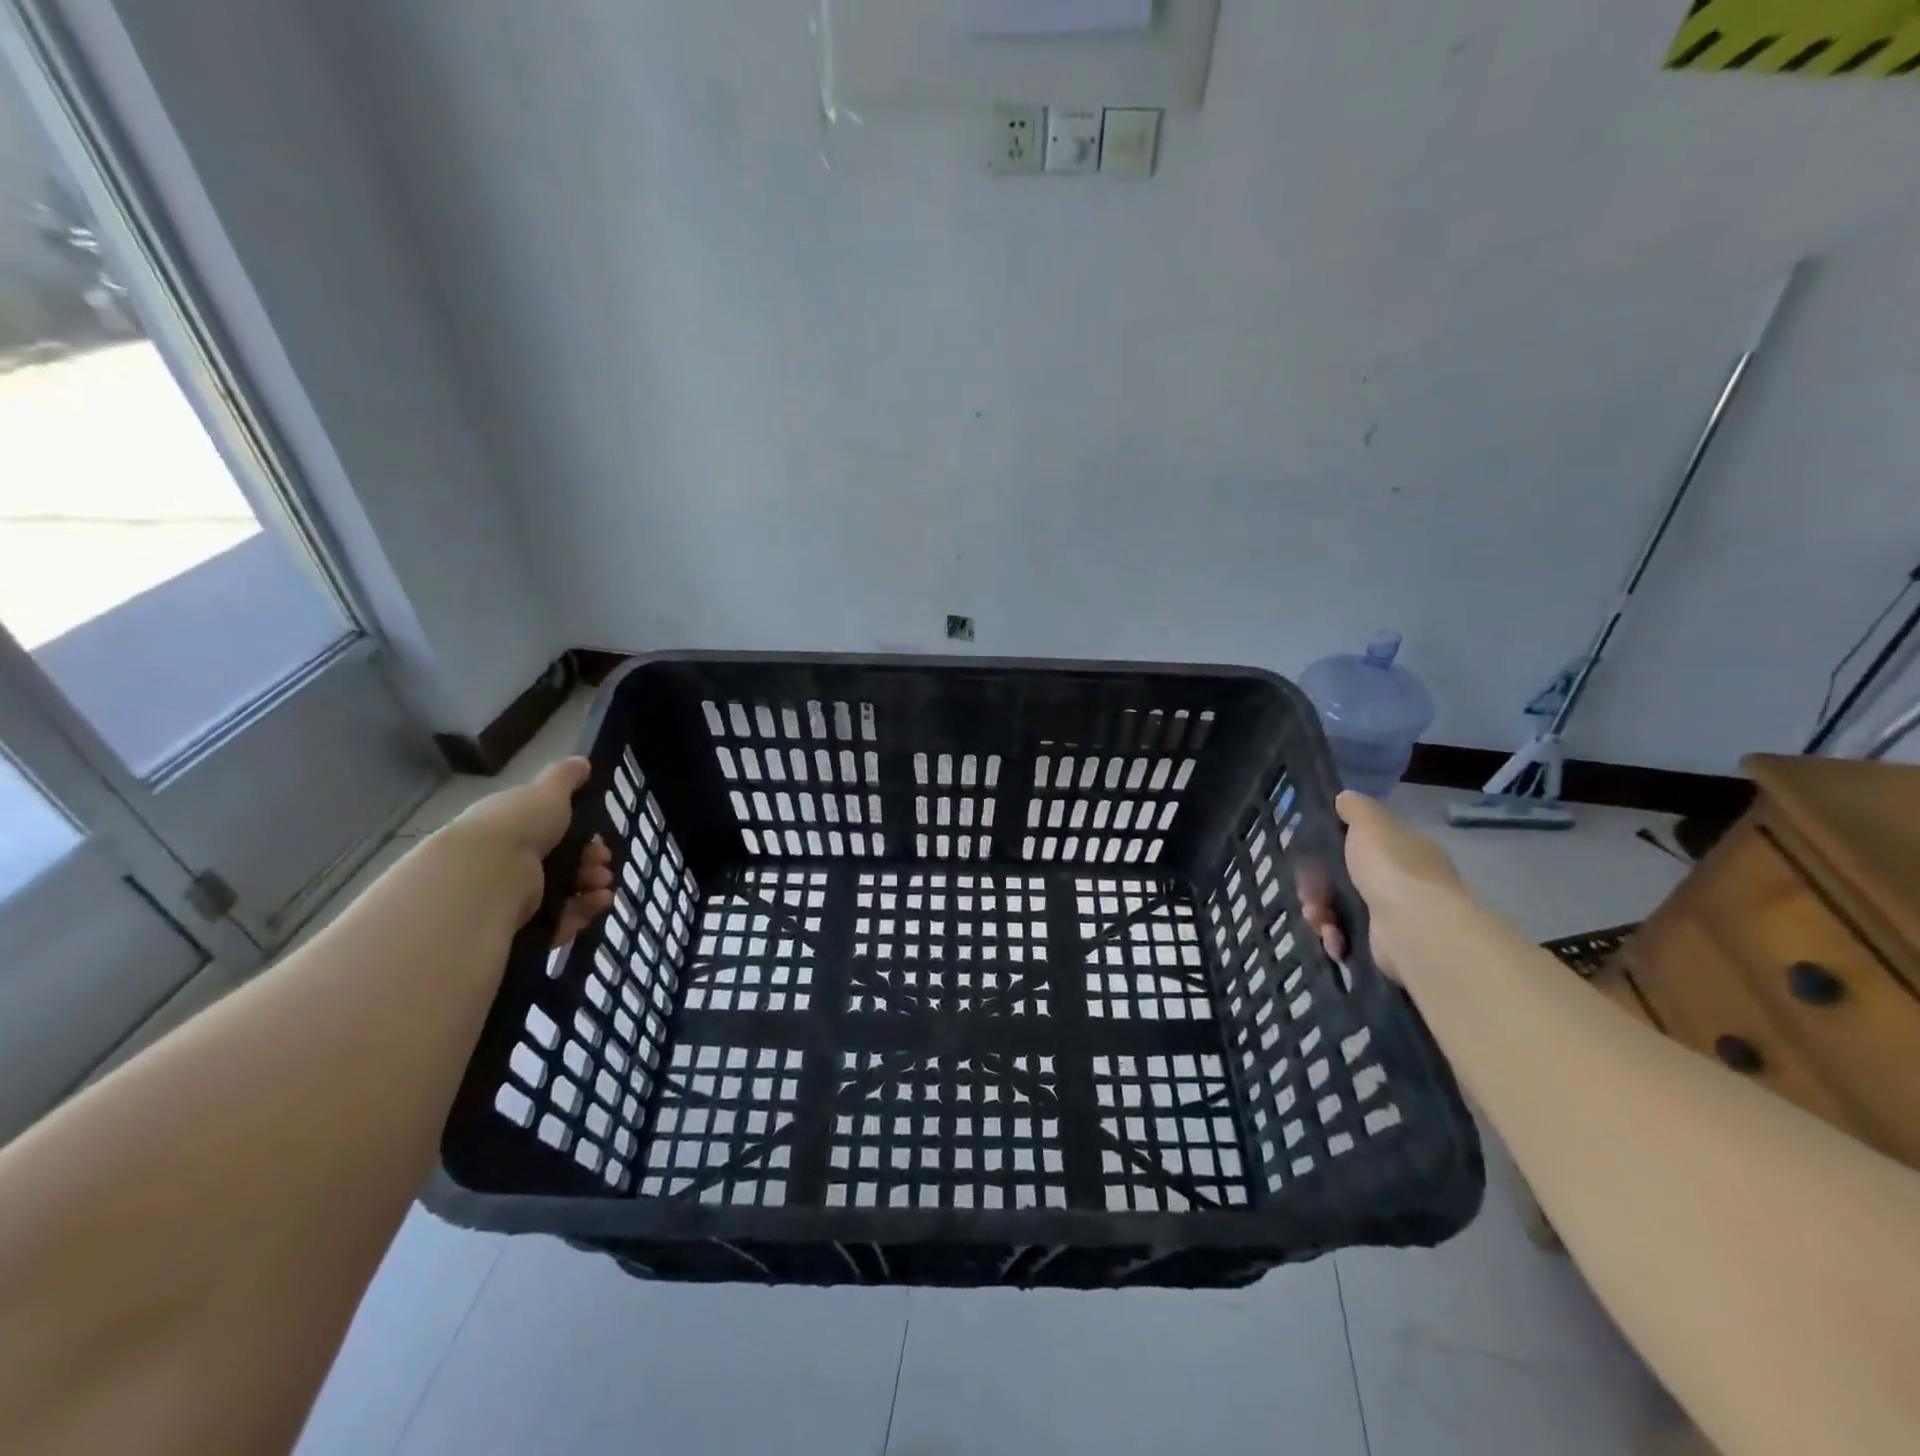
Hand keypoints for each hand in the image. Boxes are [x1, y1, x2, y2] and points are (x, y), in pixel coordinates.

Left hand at [444, 757, 615, 943]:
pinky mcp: (518, 926)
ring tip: (603, 888)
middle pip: (560, 863)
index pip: (550, 831)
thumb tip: (582, 761)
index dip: (582, 834)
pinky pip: (557, 922)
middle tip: (603, 864)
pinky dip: (581, 913)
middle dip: (591, 862)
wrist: (484, 877)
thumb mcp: (546, 792)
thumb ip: (565, 778)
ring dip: (591, 888)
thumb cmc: (518, 827)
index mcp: (511, 827)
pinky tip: (598, 905)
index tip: (600, 837)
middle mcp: (507, 861)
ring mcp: (511, 896)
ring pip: (562, 893)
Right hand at [1298, 791, 1465, 978]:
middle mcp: (1405, 882)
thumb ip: (1356, 809)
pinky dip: (1336, 938)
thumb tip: (1345, 797)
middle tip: (1307, 893)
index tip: (1310, 855)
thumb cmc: (1391, 869)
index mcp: (1406, 850)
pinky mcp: (1384, 946)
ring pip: (1342, 908)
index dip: (1333, 848)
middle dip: (1319, 886)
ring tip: (1317, 920)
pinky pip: (1349, 937)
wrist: (1415, 929)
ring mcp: (1396, 916)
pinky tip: (1333, 939)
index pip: (1365, 844)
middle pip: (1346, 878)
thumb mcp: (1370, 825)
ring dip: (1321, 913)